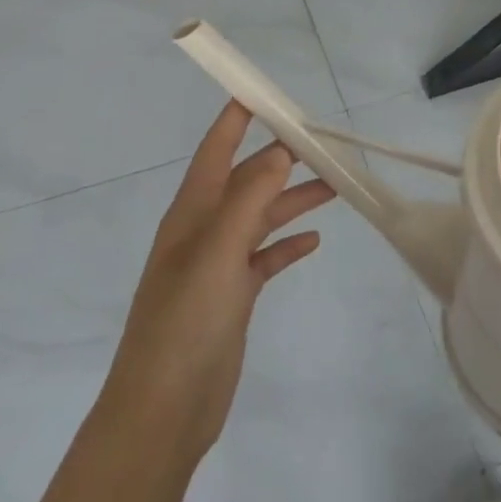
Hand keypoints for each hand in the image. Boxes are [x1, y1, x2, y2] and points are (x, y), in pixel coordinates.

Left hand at [100, 103, 334, 465]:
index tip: (265, 92)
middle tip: (323, 143)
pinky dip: (288, 244)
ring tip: (336, 186)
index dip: (235, 119)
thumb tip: (280, 150)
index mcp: (191, 212)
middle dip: (280, 159)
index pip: (215, 150)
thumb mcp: (217, 252)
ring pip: (262, 217)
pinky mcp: (234, 296)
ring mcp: (218, 265)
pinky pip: (266, 257)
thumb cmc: (185, 322)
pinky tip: (314, 241)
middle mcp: (204, 231)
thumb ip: (249, 198)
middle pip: (247, 181)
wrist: (164, 410)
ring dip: (293, 199)